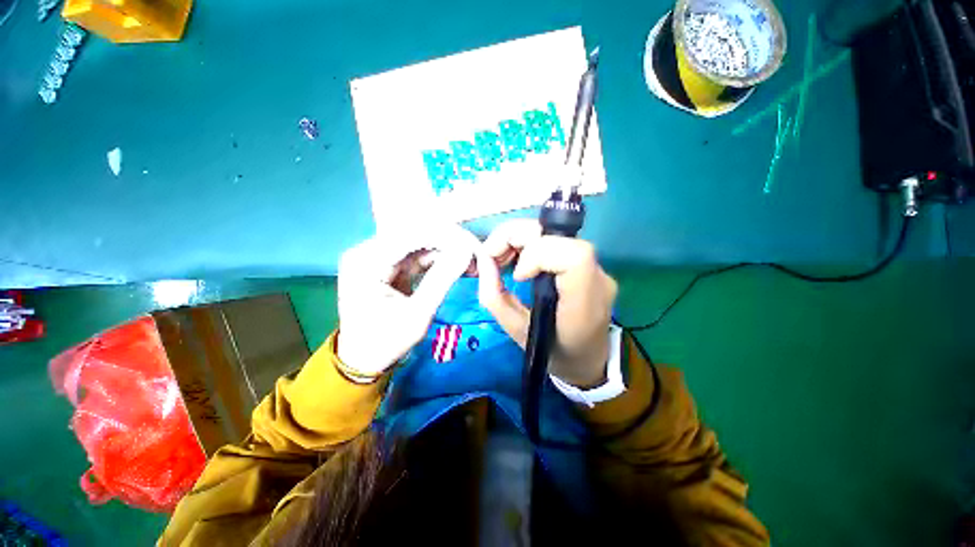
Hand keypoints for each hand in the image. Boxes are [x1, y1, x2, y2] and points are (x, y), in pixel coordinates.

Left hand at [337, 225, 477, 376]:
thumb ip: (442, 279)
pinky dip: (436, 259)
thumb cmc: (386, 342)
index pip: (411, 235)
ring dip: (444, 250)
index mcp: (366, 261)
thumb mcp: (417, 314)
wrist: (363, 360)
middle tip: (474, 252)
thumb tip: (467, 251)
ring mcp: (375, 256)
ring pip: (417, 244)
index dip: (445, 236)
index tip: (472, 244)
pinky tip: (455, 263)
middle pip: (414, 236)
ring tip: (469, 259)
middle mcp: (367, 251)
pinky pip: (416, 255)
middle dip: (447, 242)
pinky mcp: (386, 264)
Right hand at [475, 220, 617, 387]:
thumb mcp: (516, 331)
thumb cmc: (552, 352)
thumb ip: (494, 296)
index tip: (517, 275)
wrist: (588, 359)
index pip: (573, 257)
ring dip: (520, 238)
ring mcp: (598, 269)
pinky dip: (530, 243)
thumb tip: (482, 260)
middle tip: (491, 254)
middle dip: (516, 236)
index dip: (538, 254)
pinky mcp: (590, 265)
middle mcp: (597, 279)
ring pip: (555, 234)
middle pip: (558, 235)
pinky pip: (558, 242)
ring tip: (500, 257)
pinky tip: (517, 258)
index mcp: (584, 303)